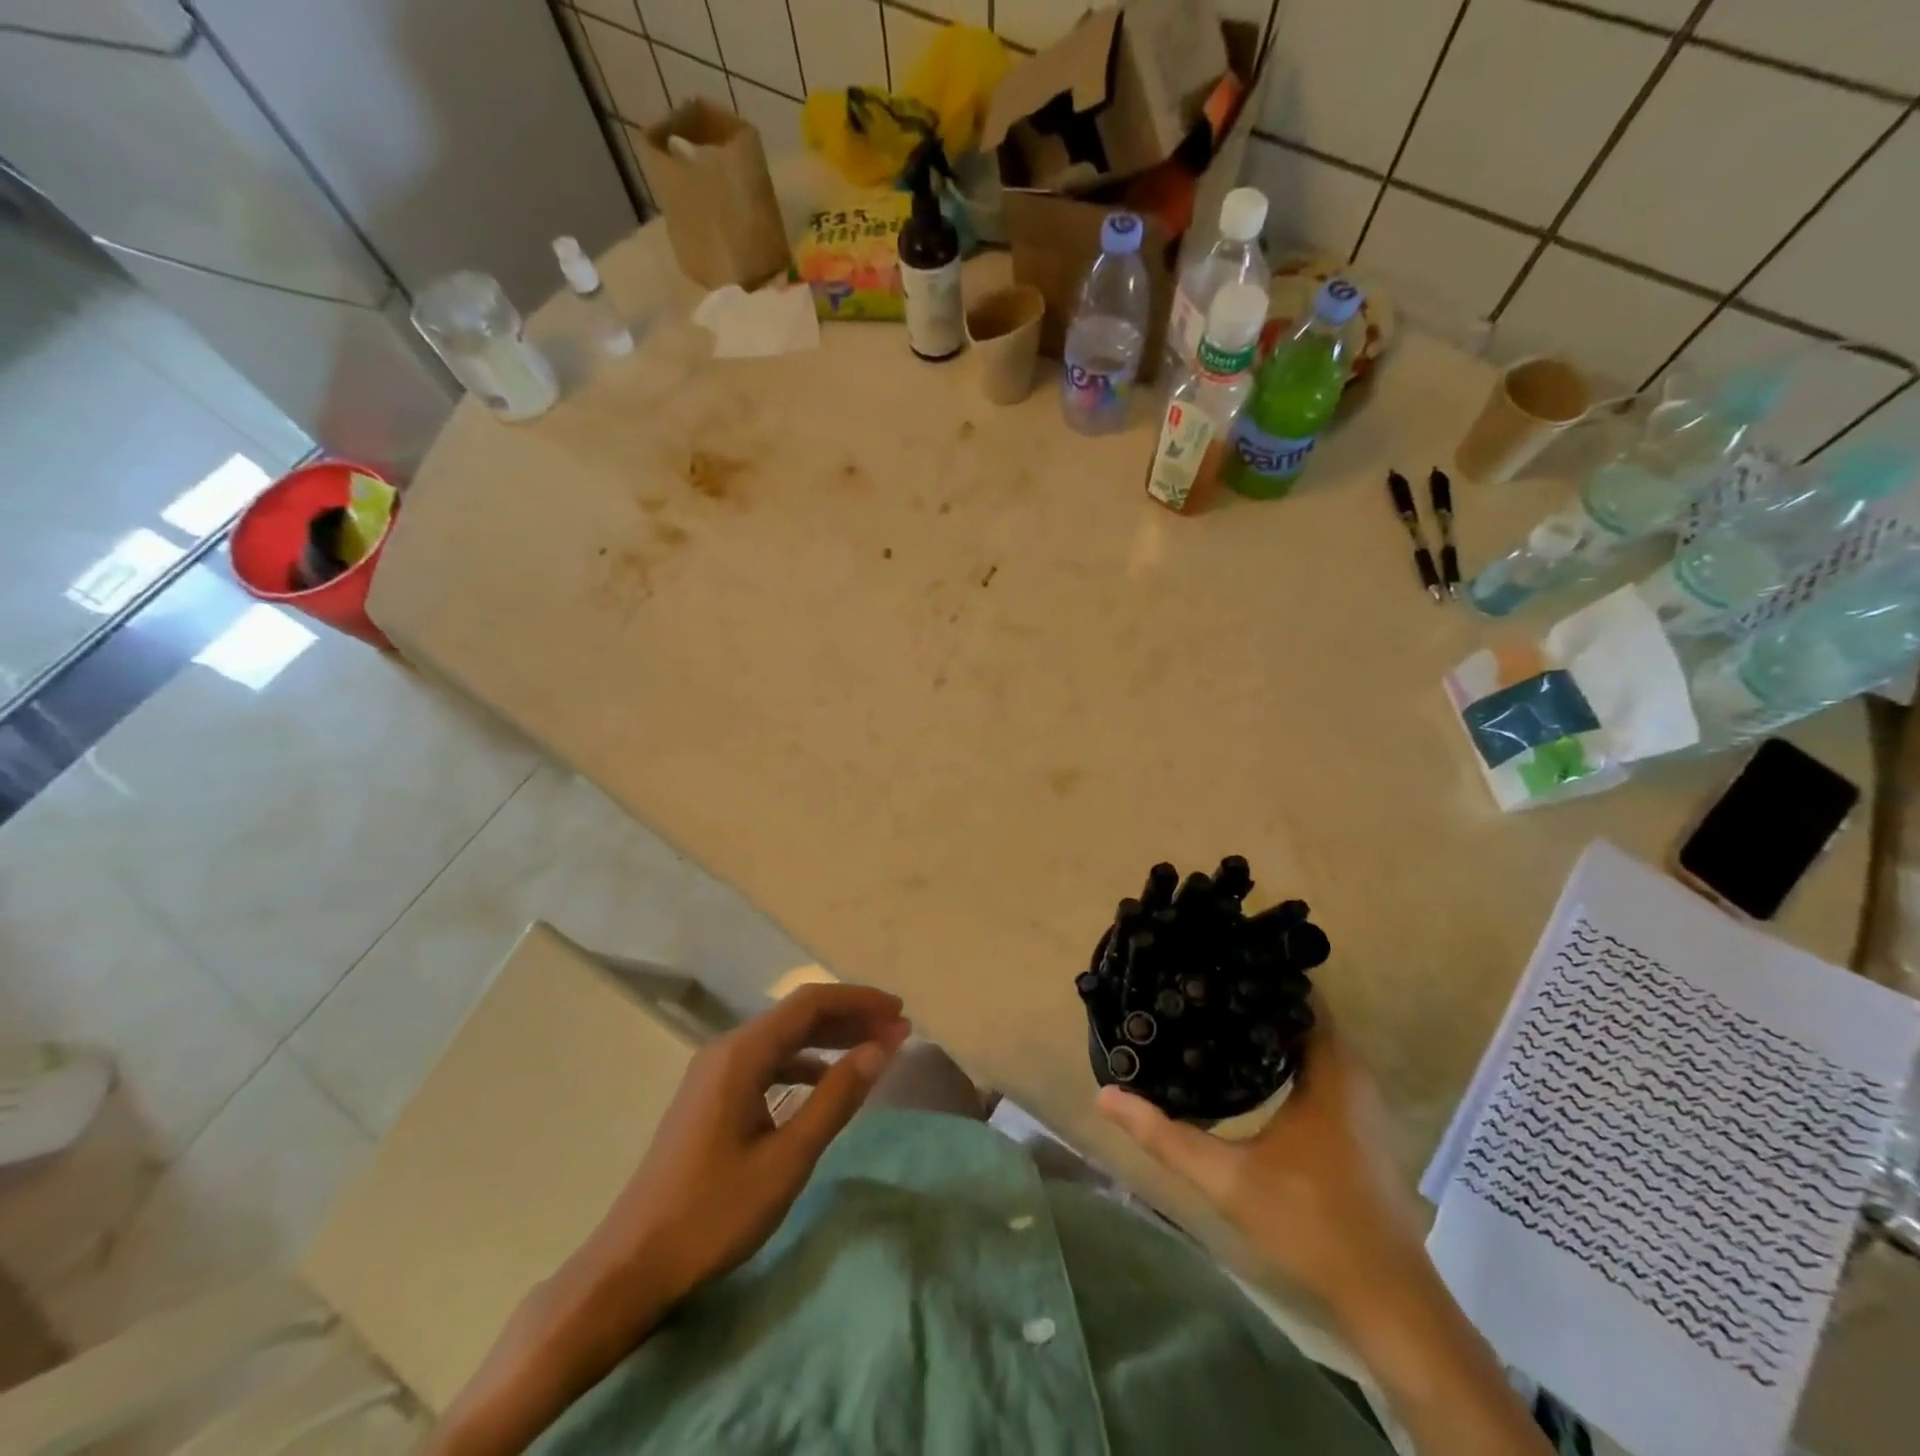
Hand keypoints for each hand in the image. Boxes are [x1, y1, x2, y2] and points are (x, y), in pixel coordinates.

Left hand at [584, 982, 911, 1306]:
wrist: (632, 1266)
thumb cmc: (713, 1213)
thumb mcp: (787, 1159)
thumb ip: (836, 1099)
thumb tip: (881, 1048)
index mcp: (741, 1054)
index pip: (810, 1003)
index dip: (859, 1001)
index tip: (900, 1013)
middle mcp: (727, 1050)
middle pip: (797, 1016)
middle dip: (850, 1018)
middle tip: (897, 1031)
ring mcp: (715, 1073)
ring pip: (783, 1039)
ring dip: (830, 1040)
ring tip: (873, 1051)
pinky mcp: (712, 1098)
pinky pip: (768, 1063)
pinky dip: (805, 1064)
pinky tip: (826, 1083)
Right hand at [1095, 1003, 1426, 1315]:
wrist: (1387, 1299)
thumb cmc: (1311, 1224)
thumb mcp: (1227, 1178)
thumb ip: (1165, 1135)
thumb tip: (1106, 1096)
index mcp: (1330, 1069)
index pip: (1299, 993)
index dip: (1257, 970)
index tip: (1211, 955)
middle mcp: (1350, 1071)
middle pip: (1301, 1010)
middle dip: (1252, 992)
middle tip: (1198, 978)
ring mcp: (1358, 1098)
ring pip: (1311, 1037)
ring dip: (1268, 1023)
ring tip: (1211, 1008)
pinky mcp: (1355, 1121)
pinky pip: (1318, 1062)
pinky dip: (1283, 1050)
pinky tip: (1243, 1060)